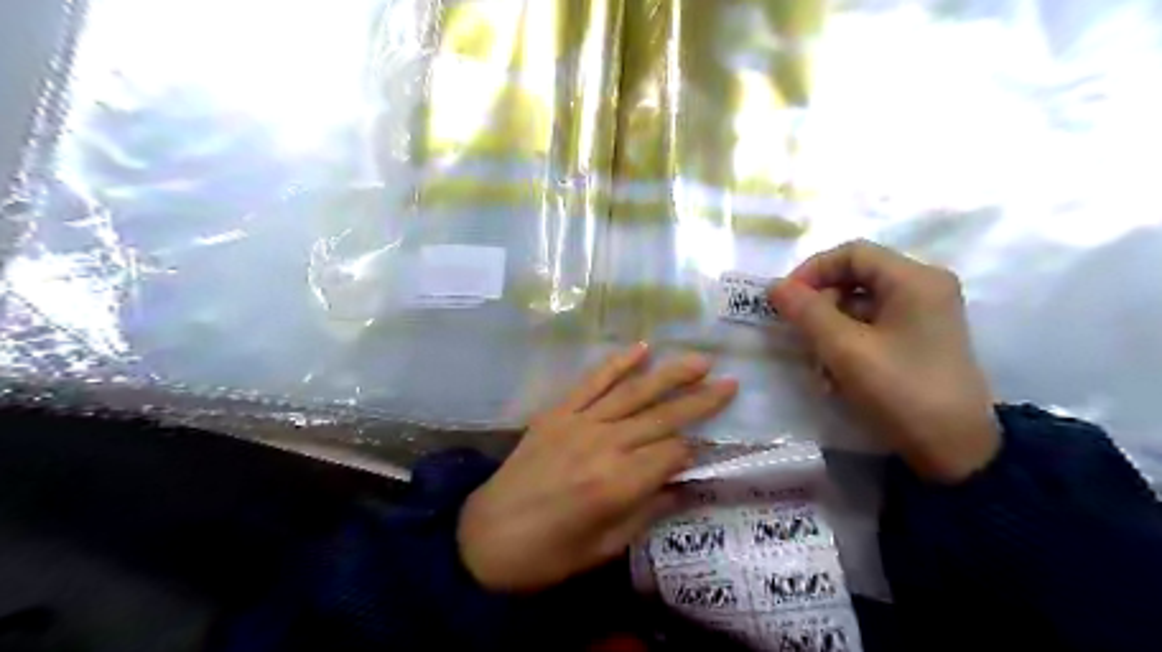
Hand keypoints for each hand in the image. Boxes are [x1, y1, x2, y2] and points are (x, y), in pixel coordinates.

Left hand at [456, 343, 733, 592]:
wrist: (484, 538)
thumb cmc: (549, 555)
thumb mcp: (605, 547)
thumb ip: (648, 510)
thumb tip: (682, 485)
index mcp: (618, 483)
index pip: (672, 454)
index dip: (692, 453)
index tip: (702, 453)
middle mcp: (604, 445)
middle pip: (662, 417)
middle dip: (699, 401)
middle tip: (730, 383)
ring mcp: (579, 423)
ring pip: (633, 392)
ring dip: (669, 374)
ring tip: (700, 359)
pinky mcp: (557, 412)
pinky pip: (591, 382)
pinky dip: (616, 364)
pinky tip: (641, 348)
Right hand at [769, 241, 998, 480]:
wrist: (956, 451)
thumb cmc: (900, 391)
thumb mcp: (845, 349)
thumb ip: (806, 312)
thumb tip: (775, 286)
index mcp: (914, 279)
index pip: (851, 253)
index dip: (812, 271)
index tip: (785, 300)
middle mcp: (924, 287)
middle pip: (856, 277)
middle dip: (820, 303)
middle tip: (798, 333)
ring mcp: (925, 313)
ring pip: (861, 303)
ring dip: (831, 327)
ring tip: (818, 362)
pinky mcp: (920, 338)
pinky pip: (873, 324)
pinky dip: (848, 341)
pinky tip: (837, 372)